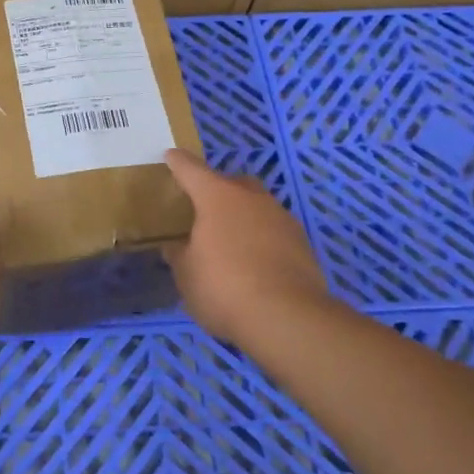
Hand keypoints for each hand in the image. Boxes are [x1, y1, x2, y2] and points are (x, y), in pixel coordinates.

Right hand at [162, 149, 329, 343]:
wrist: (287, 318)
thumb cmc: (223, 287)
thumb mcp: (186, 275)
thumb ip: (179, 255)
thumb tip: (176, 246)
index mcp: (216, 197)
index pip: (191, 170)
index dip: (178, 163)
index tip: (170, 155)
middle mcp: (251, 198)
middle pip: (231, 183)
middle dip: (217, 190)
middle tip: (203, 210)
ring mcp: (281, 218)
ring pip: (257, 207)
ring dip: (243, 217)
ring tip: (230, 242)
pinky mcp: (302, 243)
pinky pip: (274, 232)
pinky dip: (262, 240)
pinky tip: (254, 263)